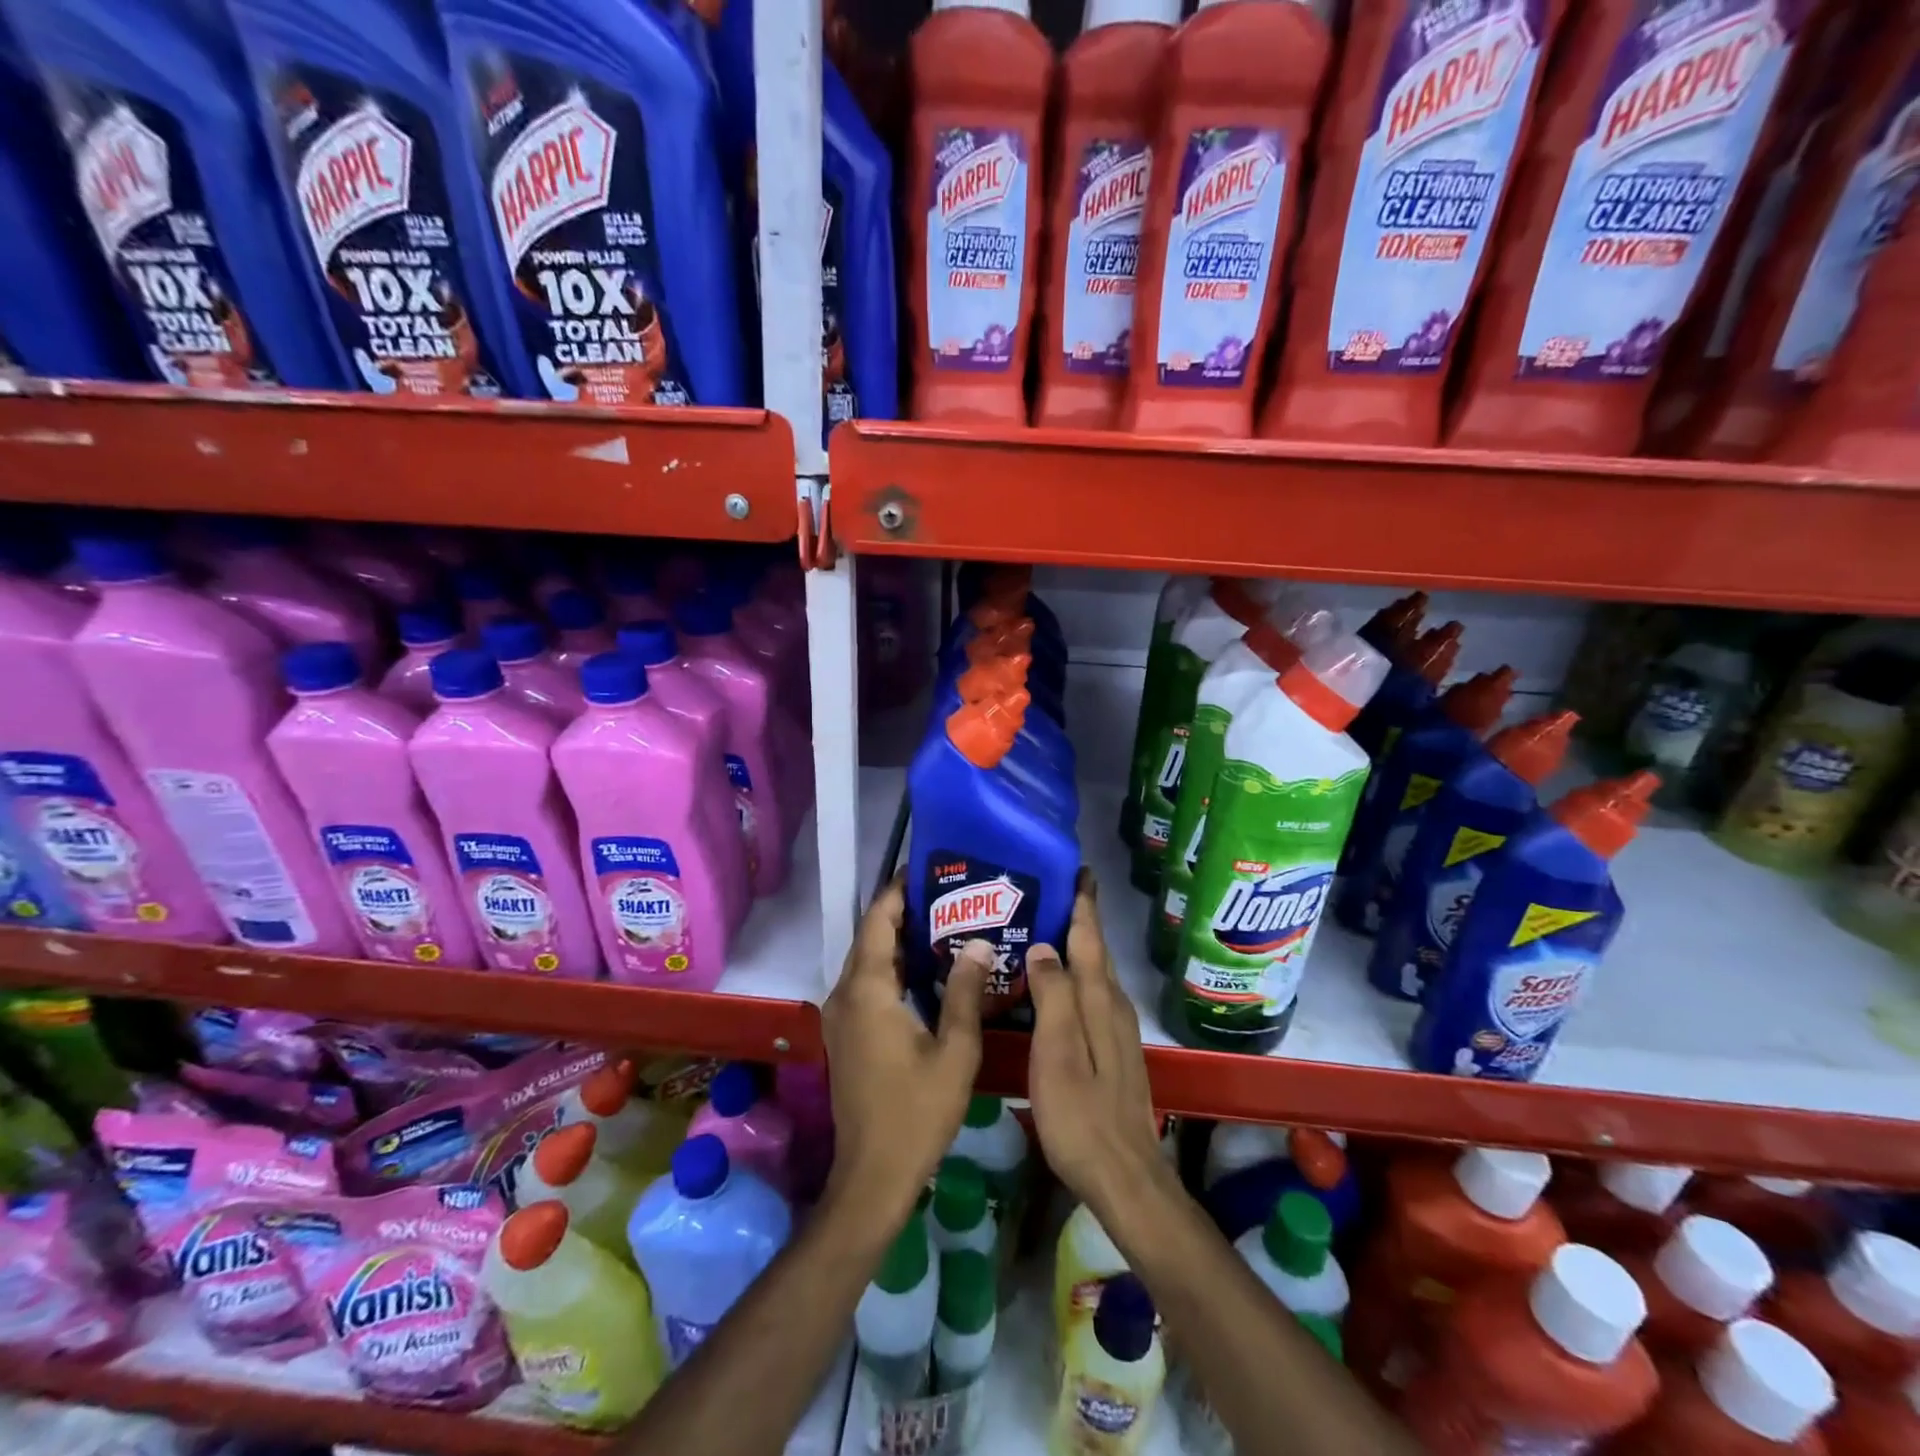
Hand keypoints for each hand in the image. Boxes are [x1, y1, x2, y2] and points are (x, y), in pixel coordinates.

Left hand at [820, 877, 988, 1227]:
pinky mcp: (845, 1035)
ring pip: (868, 961)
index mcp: (867, 990)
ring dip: (898, 940)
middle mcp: (845, 994)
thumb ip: (964, 991)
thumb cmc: (917, 1112)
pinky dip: (892, 967)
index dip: (897, 891)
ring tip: (944, 923)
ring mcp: (841, 1016)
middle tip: (948, 894)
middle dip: (903, 911)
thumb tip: (979, 942)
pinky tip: (926, 970)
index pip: (878, 921)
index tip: (926, 869)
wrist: (873, 1175)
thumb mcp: (954, 1051)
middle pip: (871, 937)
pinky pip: (866, 984)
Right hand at [1026, 872, 1167, 1222]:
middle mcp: (1114, 1007)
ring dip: (1077, 949)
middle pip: (1096, 953)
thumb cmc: (1081, 1114)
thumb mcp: (1058, 1051)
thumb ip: (1052, 995)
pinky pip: (1094, 998)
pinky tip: (1058, 987)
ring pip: (1096, 976)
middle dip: (1079, 920)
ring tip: (1047, 930)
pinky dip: (1077, 979)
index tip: (1079, 870)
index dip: (1083, 904)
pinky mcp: (1115, 1052)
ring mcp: (1118, 1031)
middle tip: (1051, 892)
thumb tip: (1044, 945)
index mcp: (1099, 1000)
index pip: (1090, 939)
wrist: (1124, 1176)